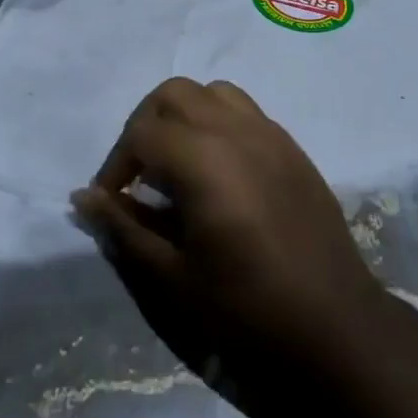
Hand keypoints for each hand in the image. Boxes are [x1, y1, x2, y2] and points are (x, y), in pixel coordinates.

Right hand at [72, 78, 389, 383]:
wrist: (334, 325)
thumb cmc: (246, 308)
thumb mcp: (172, 279)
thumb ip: (125, 229)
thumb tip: (82, 198)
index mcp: (203, 159)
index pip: (141, 133)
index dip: (114, 165)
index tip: (110, 203)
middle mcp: (236, 130)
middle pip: (174, 94)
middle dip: (144, 126)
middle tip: (137, 176)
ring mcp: (270, 133)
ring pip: (213, 92)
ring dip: (184, 115)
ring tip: (176, 165)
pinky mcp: (292, 146)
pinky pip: (245, 111)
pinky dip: (218, 122)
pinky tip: (218, 172)